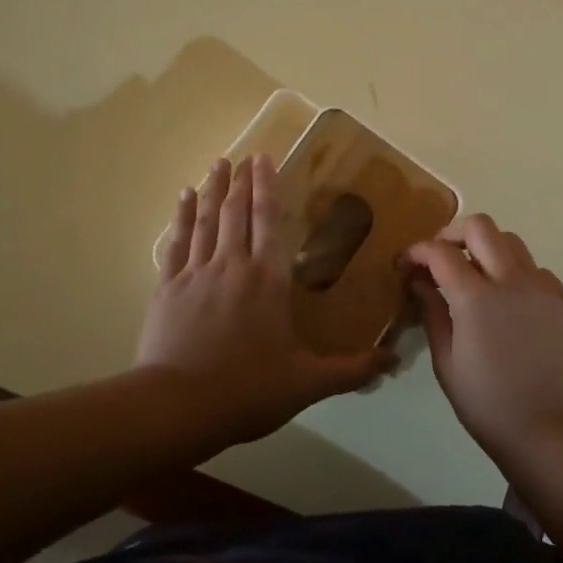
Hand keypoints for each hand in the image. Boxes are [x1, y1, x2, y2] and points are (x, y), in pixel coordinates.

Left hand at [138, 156, 392, 444]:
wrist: (178, 407)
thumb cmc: (247, 390)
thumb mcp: (307, 383)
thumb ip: (351, 370)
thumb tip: (393, 360)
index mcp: (268, 279)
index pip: (269, 221)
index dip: (267, 187)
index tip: (264, 158)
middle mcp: (233, 265)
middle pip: (237, 212)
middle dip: (242, 181)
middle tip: (243, 156)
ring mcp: (196, 273)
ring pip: (206, 220)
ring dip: (213, 189)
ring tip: (218, 164)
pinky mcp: (168, 288)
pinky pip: (176, 242)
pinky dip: (181, 217)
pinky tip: (183, 198)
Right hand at [404, 216, 562, 463]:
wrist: (555, 433)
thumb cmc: (490, 406)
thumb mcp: (448, 364)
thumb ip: (433, 314)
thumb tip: (421, 282)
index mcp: (476, 297)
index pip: (440, 252)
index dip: (417, 250)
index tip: (405, 263)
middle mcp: (511, 280)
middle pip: (481, 226)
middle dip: (453, 232)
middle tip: (440, 255)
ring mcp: (542, 287)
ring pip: (511, 241)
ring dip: (487, 247)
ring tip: (474, 275)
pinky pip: (535, 269)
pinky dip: (515, 271)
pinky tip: (508, 300)